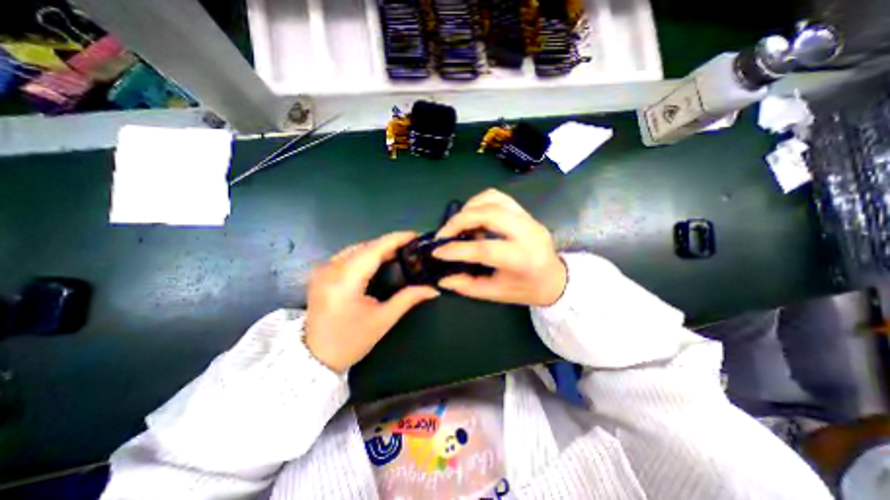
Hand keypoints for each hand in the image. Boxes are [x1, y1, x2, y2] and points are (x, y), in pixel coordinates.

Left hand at [306, 232, 441, 372]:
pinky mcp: (321, 273)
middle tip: (411, 247)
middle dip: (389, 244)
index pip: (374, 250)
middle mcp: (330, 269)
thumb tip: (432, 289)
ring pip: (356, 249)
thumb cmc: (351, 341)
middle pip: (365, 246)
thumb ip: (408, 299)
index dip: (395, 239)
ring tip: (399, 252)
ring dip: (378, 248)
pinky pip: (348, 255)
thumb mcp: (383, 320)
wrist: (314, 358)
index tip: (415, 235)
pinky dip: (365, 254)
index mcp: (345, 281)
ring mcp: (322, 269)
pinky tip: (378, 260)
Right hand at [434, 190, 570, 306]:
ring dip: (469, 208)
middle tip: (444, 234)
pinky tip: (472, 217)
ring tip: (458, 225)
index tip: (436, 252)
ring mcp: (528, 218)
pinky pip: (498, 197)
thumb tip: (442, 278)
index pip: (484, 248)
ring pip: (492, 198)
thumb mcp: (496, 294)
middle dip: (459, 220)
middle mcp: (527, 232)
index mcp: (522, 259)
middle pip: (488, 213)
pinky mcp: (525, 212)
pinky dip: (479, 203)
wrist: (555, 278)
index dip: (456, 250)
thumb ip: (467, 285)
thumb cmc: (526, 289)